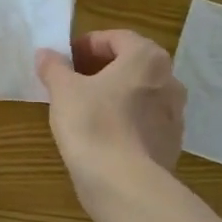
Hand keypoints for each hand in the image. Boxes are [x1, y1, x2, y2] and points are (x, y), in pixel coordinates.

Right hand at [36, 31, 185, 196]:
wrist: (124, 183)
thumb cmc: (93, 124)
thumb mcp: (63, 90)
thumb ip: (54, 67)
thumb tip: (46, 54)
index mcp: (147, 58)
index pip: (116, 38)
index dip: (87, 44)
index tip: (65, 59)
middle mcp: (169, 80)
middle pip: (131, 65)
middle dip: (101, 69)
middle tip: (71, 81)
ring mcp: (175, 114)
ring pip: (139, 94)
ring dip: (114, 95)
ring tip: (84, 109)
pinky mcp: (170, 143)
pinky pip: (143, 121)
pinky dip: (124, 120)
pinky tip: (101, 135)